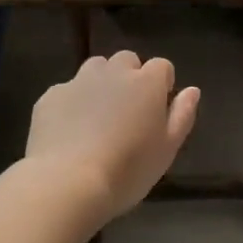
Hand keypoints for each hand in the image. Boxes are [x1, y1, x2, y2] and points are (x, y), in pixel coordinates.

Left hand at [26, 50, 200, 226]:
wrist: (67, 182)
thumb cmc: (128, 170)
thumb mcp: (167, 149)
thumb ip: (182, 115)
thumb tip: (192, 90)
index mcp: (146, 83)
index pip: (162, 66)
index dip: (162, 85)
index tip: (158, 109)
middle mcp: (113, 72)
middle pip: (127, 60)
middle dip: (130, 77)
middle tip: (128, 112)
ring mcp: (78, 81)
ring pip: (95, 69)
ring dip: (101, 83)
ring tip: (98, 116)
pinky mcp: (51, 96)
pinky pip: (67, 91)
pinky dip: (72, 103)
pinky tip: (70, 131)